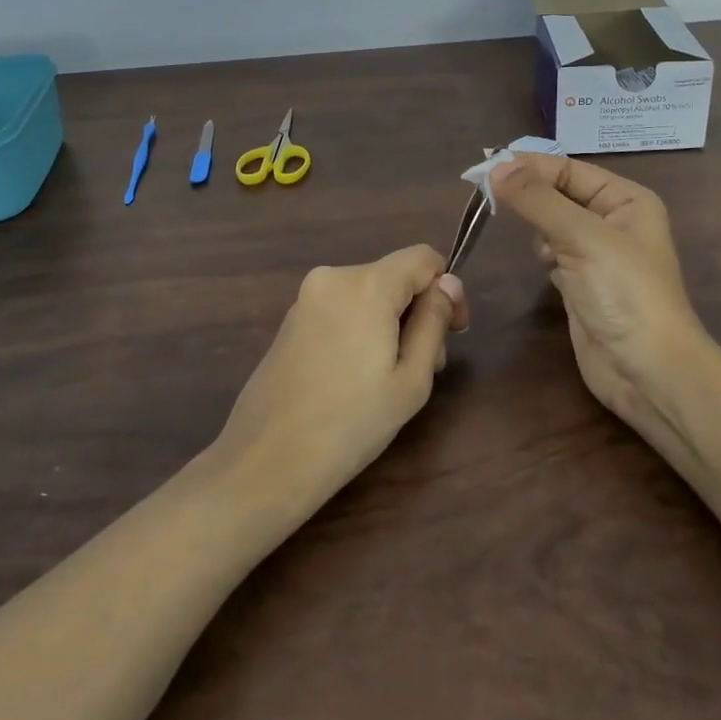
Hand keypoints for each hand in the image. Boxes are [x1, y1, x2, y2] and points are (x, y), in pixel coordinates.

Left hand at [213, 246, 466, 512]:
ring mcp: (307, 296)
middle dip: (418, 312)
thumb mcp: (411, 380)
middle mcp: (334, 276)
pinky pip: (342, 307)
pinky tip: (356, 377)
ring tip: (391, 379)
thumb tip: (448, 283)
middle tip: (427, 367)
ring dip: (391, 323)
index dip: (447, 288)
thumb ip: (433, 322)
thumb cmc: (350, 424)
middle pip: (395, 276)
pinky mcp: (291, 318)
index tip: (454, 332)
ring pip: (369, 293)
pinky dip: (361, 328)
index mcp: (367, 284)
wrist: (265, 461)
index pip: (423, 257)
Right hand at [490, 154, 710, 445]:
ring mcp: (598, 255)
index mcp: (626, 200)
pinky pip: (553, 253)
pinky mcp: (582, 284)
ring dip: (536, 226)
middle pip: (559, 194)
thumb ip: (537, 200)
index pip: (569, 170)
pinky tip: (544, 265)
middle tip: (487, 194)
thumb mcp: (582, 237)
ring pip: (553, 223)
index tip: (485, 167)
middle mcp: (614, 221)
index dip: (529, 166)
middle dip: (529, 194)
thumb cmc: (624, 293)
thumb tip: (496, 166)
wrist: (648, 373)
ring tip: (521, 231)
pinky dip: (543, 254)